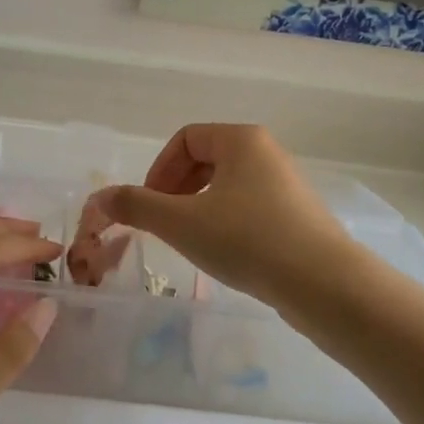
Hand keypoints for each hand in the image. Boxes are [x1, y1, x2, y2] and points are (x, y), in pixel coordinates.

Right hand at [89, 123, 354, 307]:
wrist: (325, 285)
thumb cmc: (248, 240)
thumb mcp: (181, 223)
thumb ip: (135, 206)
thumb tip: (98, 198)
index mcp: (241, 140)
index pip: (186, 138)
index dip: (159, 169)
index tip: (149, 205)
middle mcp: (267, 153)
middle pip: (206, 160)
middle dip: (176, 190)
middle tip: (164, 225)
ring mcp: (287, 185)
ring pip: (228, 187)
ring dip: (198, 209)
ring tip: (190, 242)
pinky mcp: (299, 217)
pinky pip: (249, 208)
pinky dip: (226, 224)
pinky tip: (225, 255)